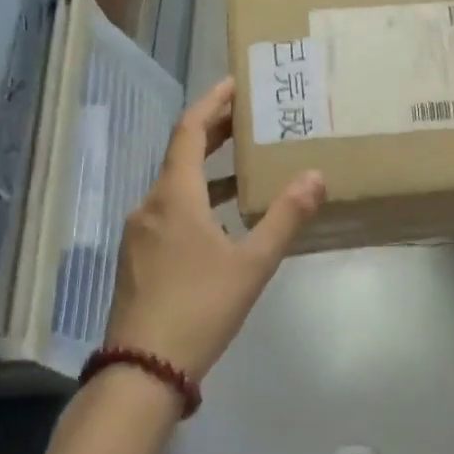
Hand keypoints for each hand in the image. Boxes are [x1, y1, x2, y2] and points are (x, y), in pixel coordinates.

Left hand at [103, 78, 325, 382]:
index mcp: (173, 197)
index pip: (189, 131)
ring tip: (244, 166)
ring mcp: (140, 234)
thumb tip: (315, 176)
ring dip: (207, 170)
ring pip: (175, 186)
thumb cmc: (200, 307)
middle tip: (249, 119)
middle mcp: (150, 206)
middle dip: (214, 134)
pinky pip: (170, 213)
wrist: (143, 370)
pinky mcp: (138, 259)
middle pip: (180, 155)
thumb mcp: (252, 263)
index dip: (212, 103)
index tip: (236, 84)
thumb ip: (285, 218)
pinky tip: (222, 221)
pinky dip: (197, 201)